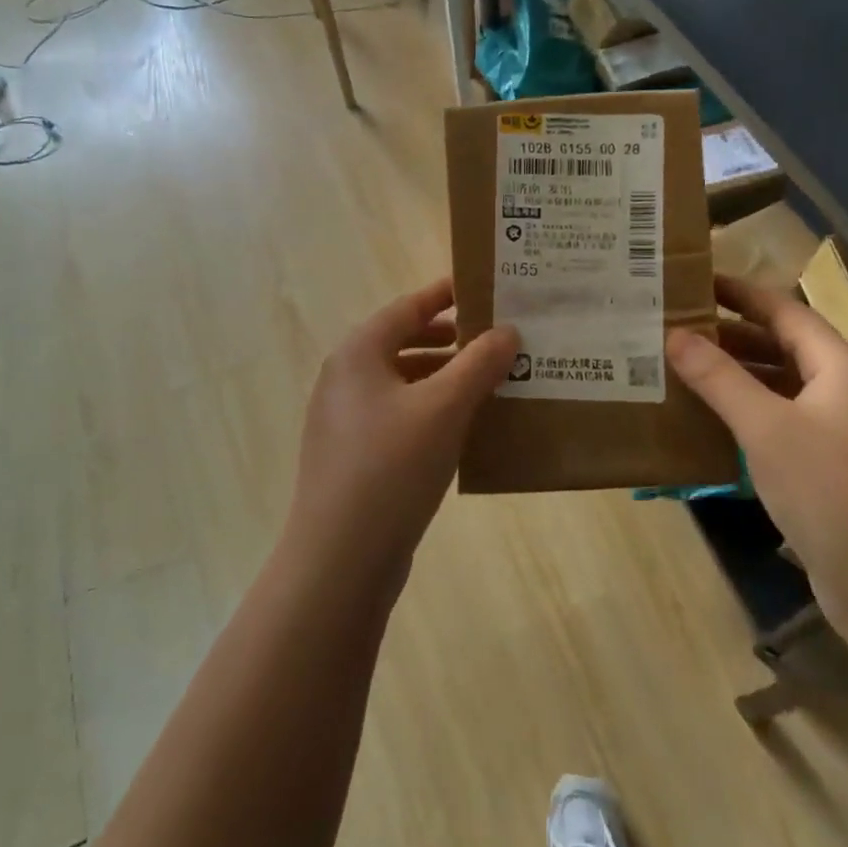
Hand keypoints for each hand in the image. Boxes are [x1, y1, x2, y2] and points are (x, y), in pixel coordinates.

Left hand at [284, 277, 518, 591]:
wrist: (340, 558)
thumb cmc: (392, 466)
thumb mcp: (444, 407)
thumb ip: (478, 363)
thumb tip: (507, 331)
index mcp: (358, 354)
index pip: (407, 307)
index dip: (445, 295)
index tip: (484, 289)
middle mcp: (345, 379)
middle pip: (403, 343)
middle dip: (450, 340)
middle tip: (497, 339)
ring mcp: (345, 420)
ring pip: (403, 383)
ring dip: (444, 378)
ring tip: (490, 383)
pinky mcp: (353, 456)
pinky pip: (398, 416)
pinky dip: (430, 410)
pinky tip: (463, 427)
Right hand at [667, 275, 847, 643]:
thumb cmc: (833, 494)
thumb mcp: (767, 429)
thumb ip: (720, 379)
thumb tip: (675, 335)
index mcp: (840, 369)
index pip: (785, 311)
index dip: (741, 293)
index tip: (696, 281)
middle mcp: (844, 393)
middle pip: (782, 347)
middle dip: (731, 335)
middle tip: (675, 327)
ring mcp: (840, 435)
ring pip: (780, 388)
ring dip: (735, 377)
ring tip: (680, 369)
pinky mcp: (830, 471)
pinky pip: (780, 425)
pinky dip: (745, 415)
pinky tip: (708, 424)